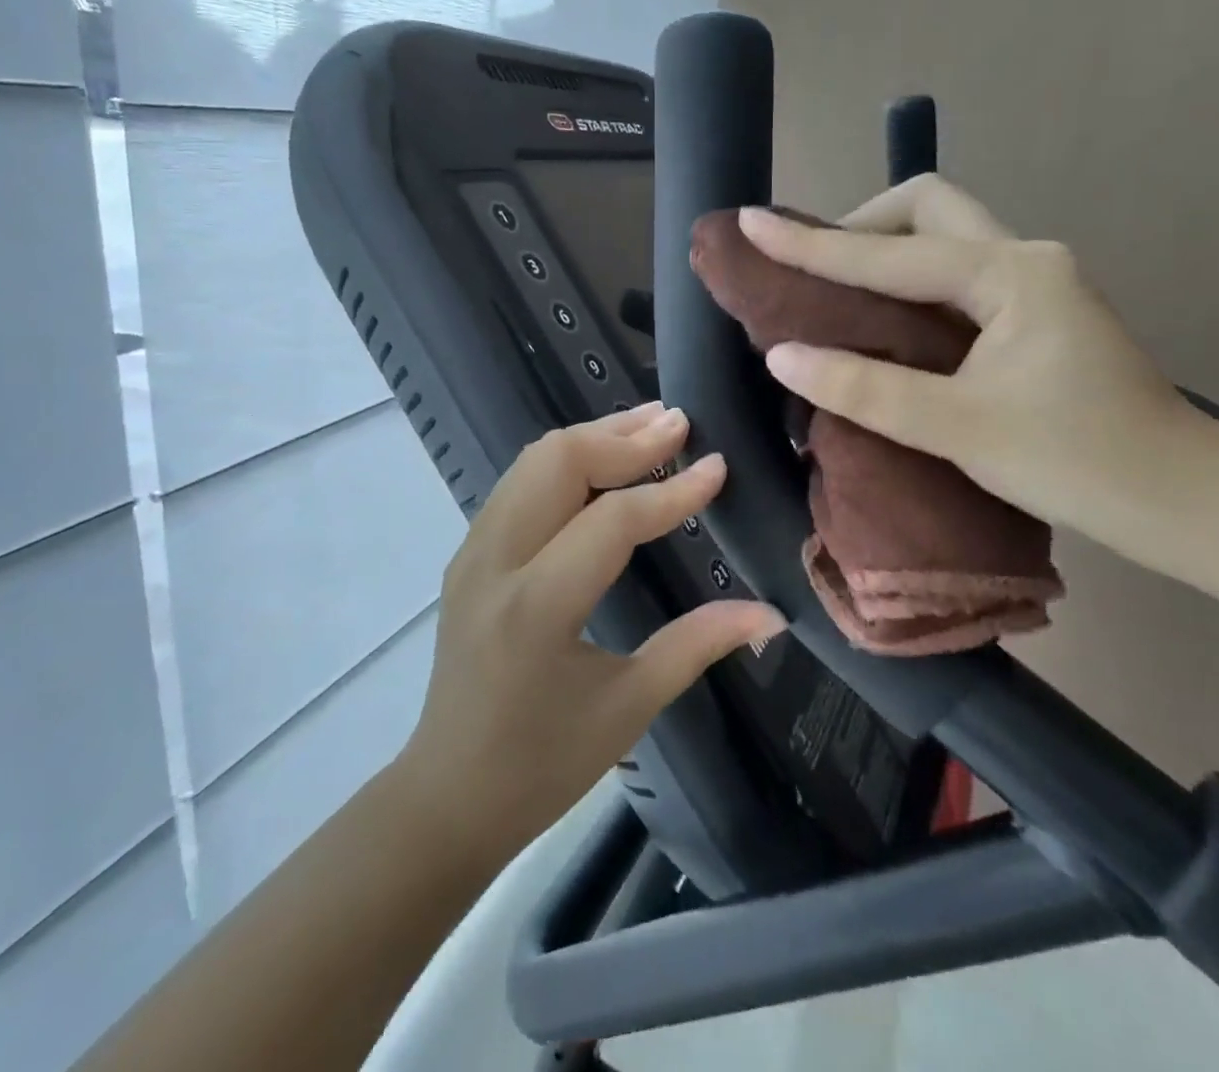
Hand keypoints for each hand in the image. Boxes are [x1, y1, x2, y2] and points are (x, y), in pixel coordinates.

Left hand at [396, 404, 786, 864]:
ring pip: (533, 461)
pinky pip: (520, 483)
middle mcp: (494, 562)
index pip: (611, 521)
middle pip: (557, 462)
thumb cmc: (543, 764)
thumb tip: (770, 613)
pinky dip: (567, 460)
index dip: (671, 491)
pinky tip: (605, 462)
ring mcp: (472, 551)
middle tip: (679, 425)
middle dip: (624, 436)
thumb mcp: (629, 707)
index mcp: (536, 607)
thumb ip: (698, 644)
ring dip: (594, 437)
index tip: (717, 465)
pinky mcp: (468, 552)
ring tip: (650, 427)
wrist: (448, 794)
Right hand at [739, 176, 1198, 541]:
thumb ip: (866, 388)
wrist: (1187, 503)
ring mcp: (1033, 283)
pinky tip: (882, 320)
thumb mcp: (960, 429)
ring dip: (883, 251)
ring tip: (832, 292)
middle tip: (814, 271)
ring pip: (942, 237)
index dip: (811, 243)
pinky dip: (906, 283)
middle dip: (860, 225)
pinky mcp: (1034, 313)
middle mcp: (1023, 258)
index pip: (888, 253)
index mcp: (1009, 274)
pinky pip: (952, 274)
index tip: (751, 224)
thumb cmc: (1079, 464)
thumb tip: (782, 356)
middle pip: (925, 208)